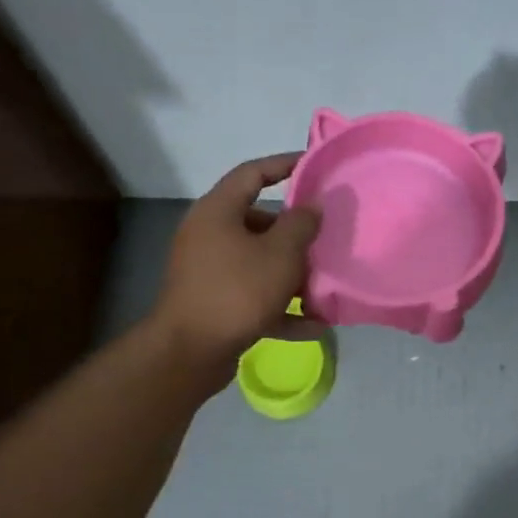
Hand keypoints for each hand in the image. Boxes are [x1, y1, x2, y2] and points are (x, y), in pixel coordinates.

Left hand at [152, 153, 321, 392]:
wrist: (190, 352)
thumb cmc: (237, 291)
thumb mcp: (281, 254)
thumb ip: (301, 224)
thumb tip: (312, 205)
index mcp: (218, 211)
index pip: (253, 173)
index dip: (285, 164)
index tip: (315, 166)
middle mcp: (209, 235)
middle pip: (258, 221)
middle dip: (295, 231)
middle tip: (326, 235)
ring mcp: (209, 271)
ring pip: (259, 261)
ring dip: (292, 272)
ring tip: (325, 282)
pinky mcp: (215, 303)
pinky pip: (255, 296)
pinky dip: (281, 307)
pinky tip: (313, 325)